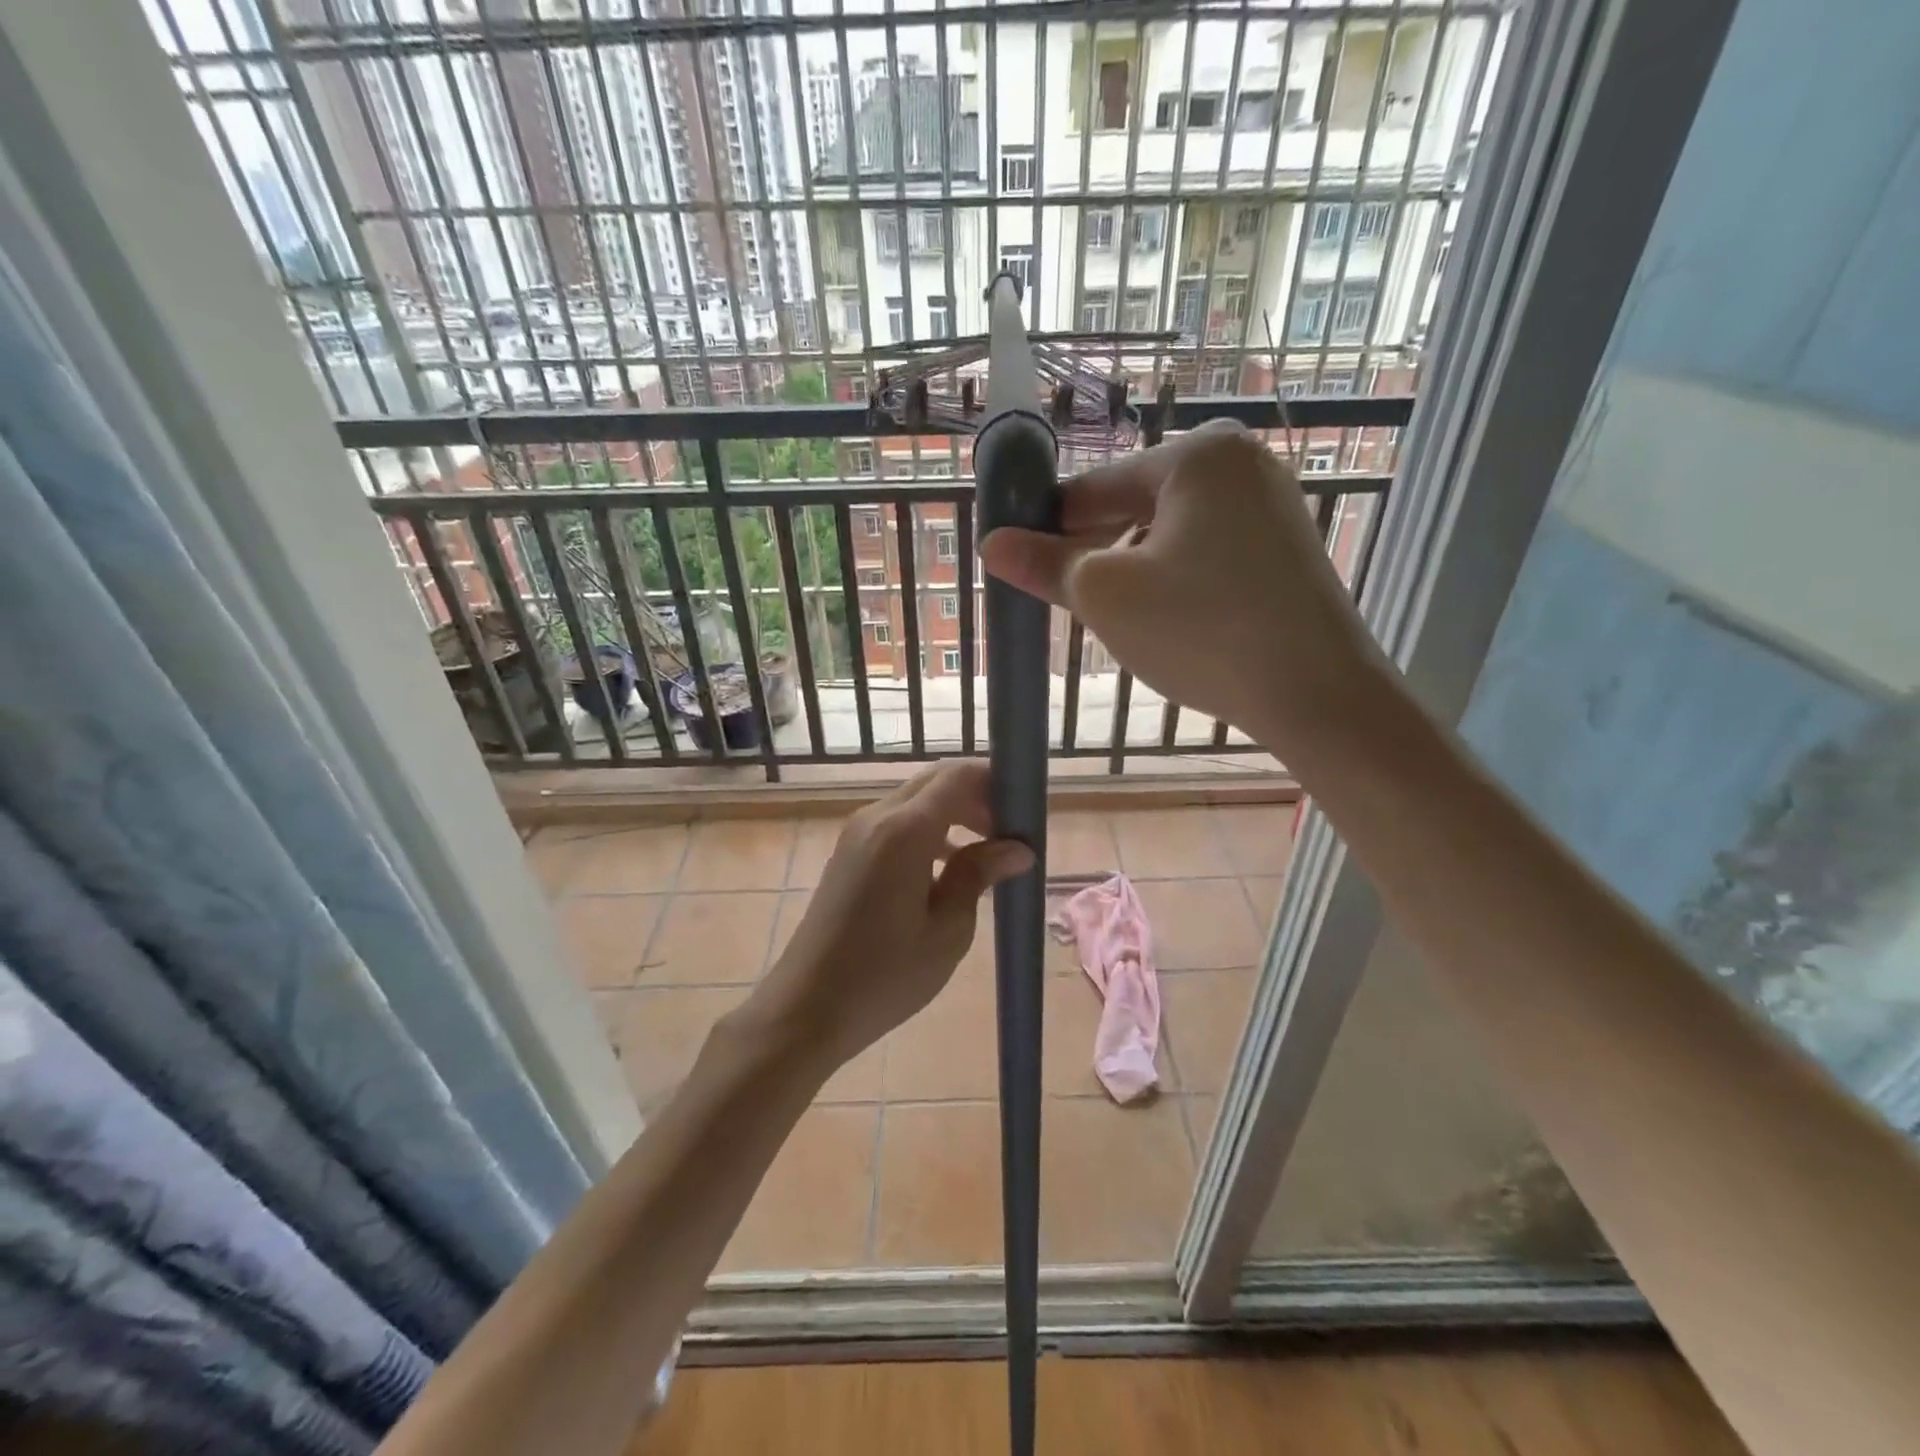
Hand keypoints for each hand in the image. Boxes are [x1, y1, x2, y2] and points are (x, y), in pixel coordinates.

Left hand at [750, 761, 1032, 1073]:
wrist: (807, 1007)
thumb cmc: (885, 975)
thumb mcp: (947, 930)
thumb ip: (978, 875)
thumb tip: (1017, 848)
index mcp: (904, 830)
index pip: (957, 776)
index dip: (994, 780)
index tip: (1025, 807)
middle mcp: (877, 817)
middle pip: (935, 781)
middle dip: (976, 795)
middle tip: (1009, 832)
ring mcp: (857, 832)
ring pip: (915, 800)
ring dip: (953, 812)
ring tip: (986, 850)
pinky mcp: (848, 852)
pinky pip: (896, 821)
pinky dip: (928, 829)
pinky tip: (948, 867)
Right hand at [977, 419, 1387, 752]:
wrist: (1316, 694)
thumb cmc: (1201, 632)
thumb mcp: (1107, 596)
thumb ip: (1046, 564)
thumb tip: (991, 544)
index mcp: (1196, 457)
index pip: (1095, 487)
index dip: (1048, 526)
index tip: (1018, 560)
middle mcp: (1240, 463)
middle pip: (1135, 506)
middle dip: (1095, 552)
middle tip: (1064, 600)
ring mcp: (1271, 505)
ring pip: (1170, 533)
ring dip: (1132, 569)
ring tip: (1114, 618)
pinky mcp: (1286, 548)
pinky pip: (1207, 552)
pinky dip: (1174, 579)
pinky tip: (1164, 620)